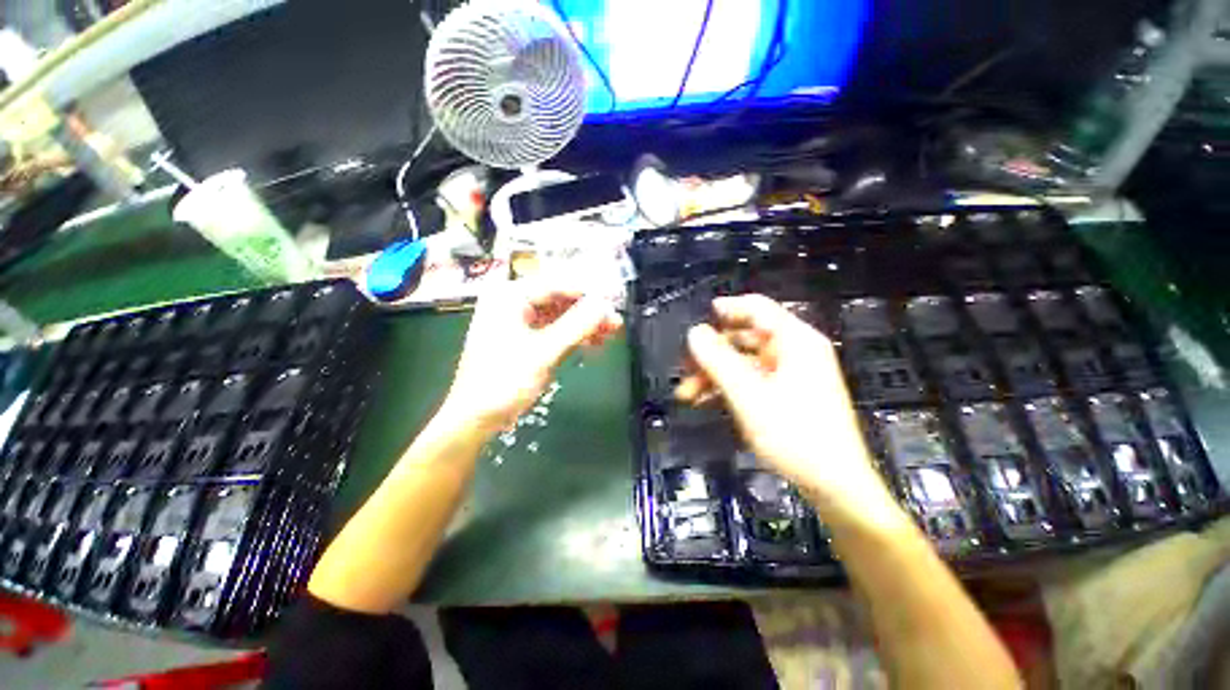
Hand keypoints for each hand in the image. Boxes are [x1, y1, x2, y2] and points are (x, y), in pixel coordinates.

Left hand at [442, 279, 622, 432]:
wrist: (476, 418)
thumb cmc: (503, 381)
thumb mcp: (543, 352)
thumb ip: (576, 326)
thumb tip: (606, 305)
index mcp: (509, 296)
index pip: (557, 285)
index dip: (587, 293)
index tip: (614, 302)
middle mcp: (514, 303)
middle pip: (560, 300)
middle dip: (589, 312)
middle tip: (615, 322)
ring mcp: (520, 321)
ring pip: (560, 316)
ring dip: (585, 325)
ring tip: (610, 334)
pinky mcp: (526, 339)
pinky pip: (555, 330)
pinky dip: (574, 336)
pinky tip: (594, 343)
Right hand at [676, 294, 895, 516]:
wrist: (834, 485)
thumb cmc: (795, 434)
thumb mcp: (748, 394)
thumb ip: (717, 359)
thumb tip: (694, 333)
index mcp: (796, 341)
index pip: (757, 309)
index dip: (728, 308)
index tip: (702, 315)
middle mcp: (796, 352)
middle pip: (746, 337)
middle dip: (712, 352)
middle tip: (686, 367)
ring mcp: (793, 375)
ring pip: (744, 362)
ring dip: (715, 373)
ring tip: (688, 393)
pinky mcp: (788, 395)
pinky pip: (752, 380)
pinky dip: (728, 386)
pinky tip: (707, 401)